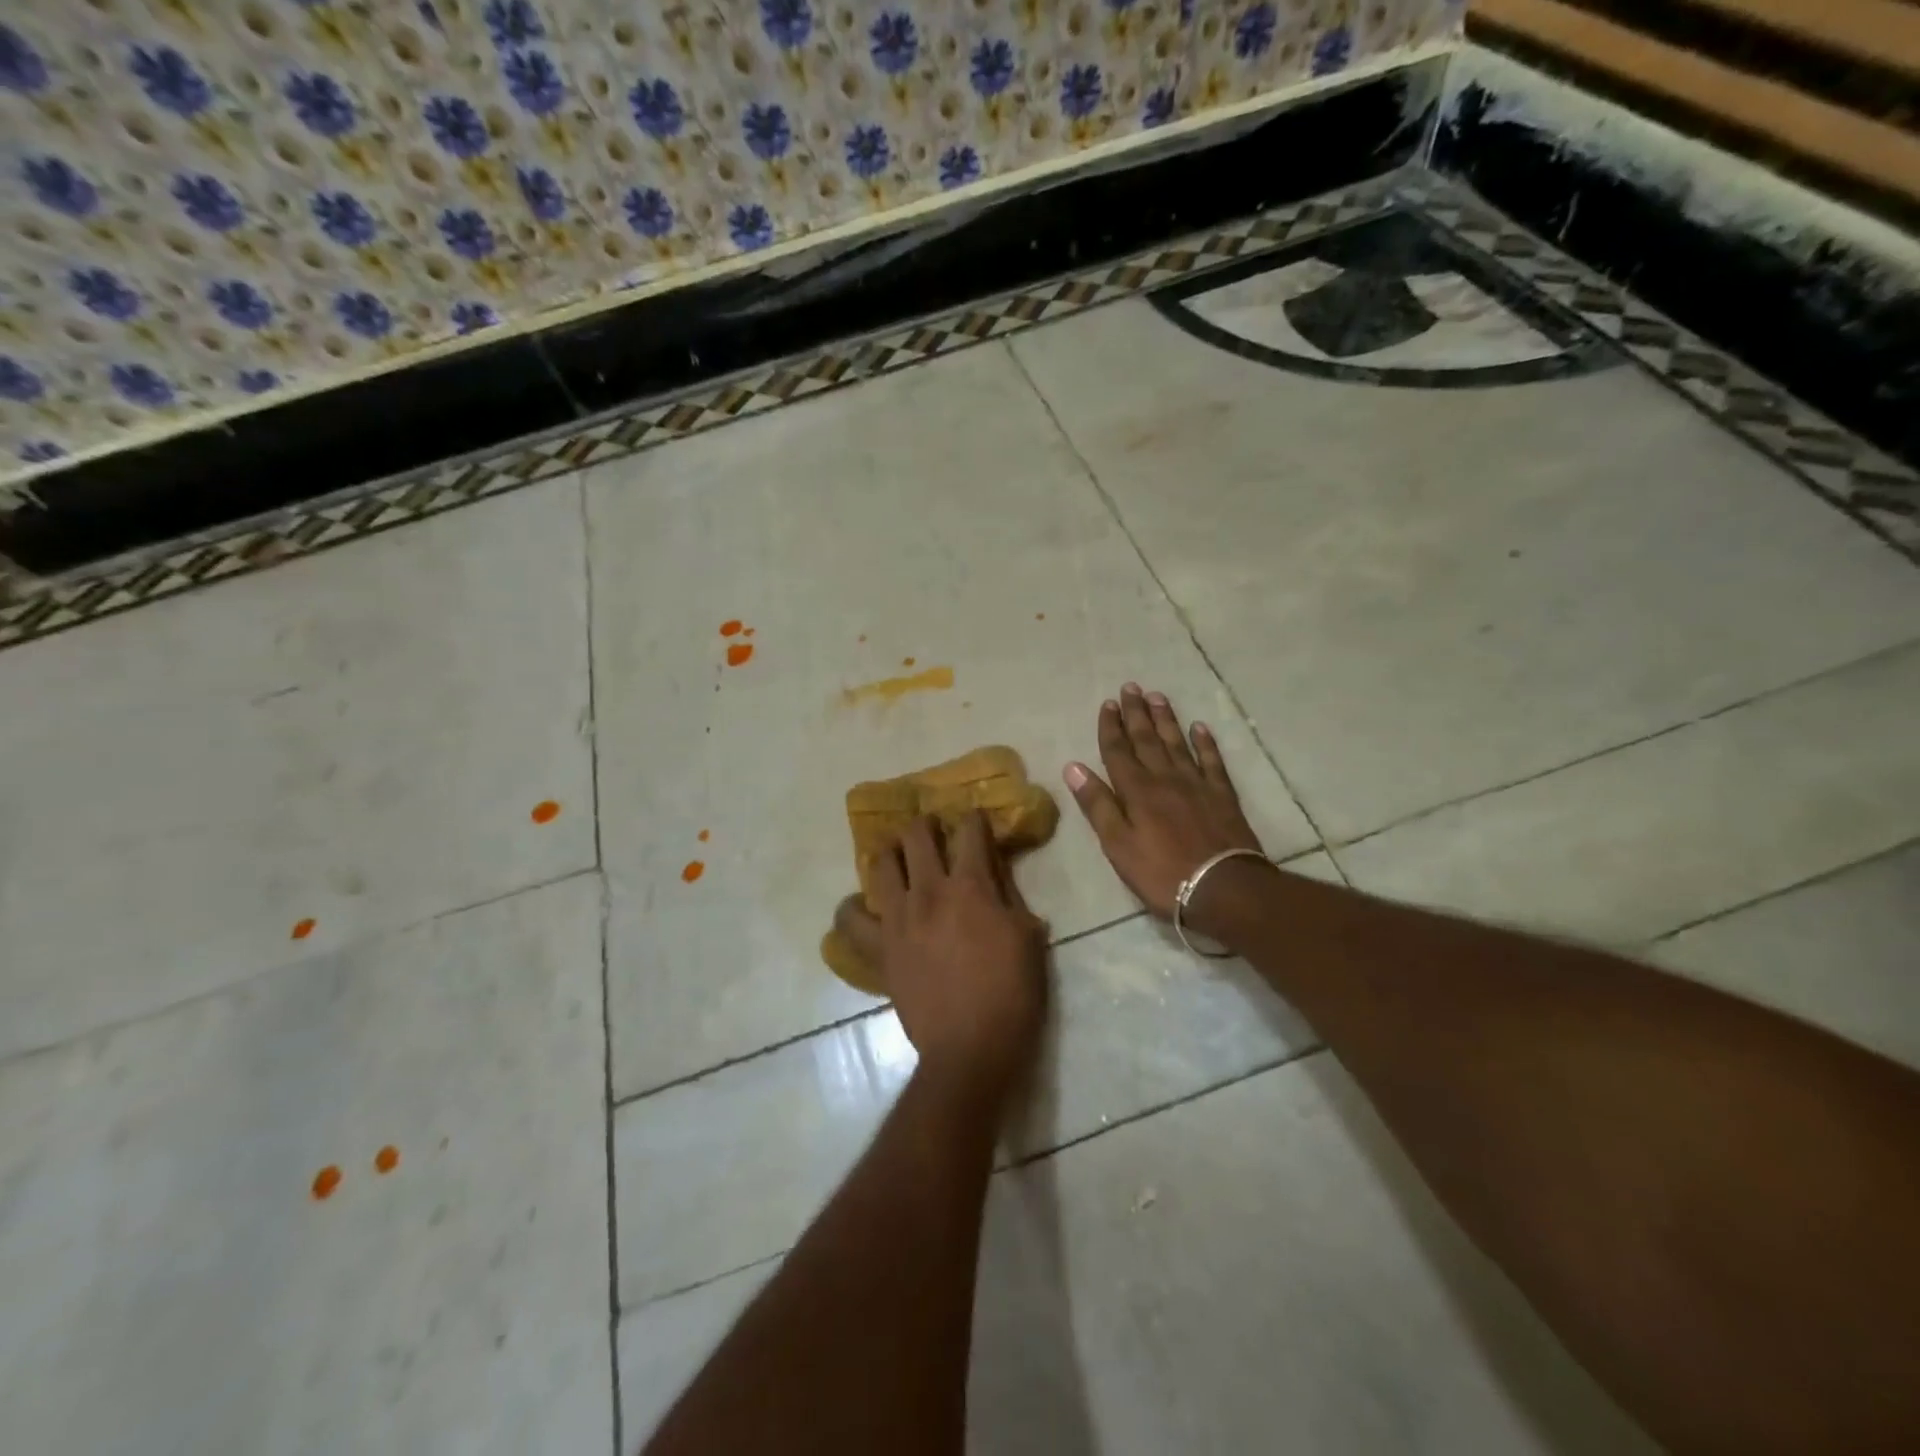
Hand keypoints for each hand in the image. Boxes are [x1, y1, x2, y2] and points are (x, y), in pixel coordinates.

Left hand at [833, 812, 1047, 1106]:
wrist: (970, 1050)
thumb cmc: (1010, 995)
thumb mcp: (1028, 938)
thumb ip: (1008, 897)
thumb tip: (996, 874)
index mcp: (971, 886)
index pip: (970, 830)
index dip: (975, 820)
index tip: (978, 824)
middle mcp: (929, 891)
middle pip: (917, 835)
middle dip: (927, 825)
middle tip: (935, 835)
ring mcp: (897, 918)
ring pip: (880, 863)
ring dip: (891, 854)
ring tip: (900, 861)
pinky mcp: (878, 948)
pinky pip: (850, 919)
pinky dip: (854, 908)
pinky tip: (865, 908)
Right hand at [1063, 683, 1265, 921]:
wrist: (1223, 887)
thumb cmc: (1162, 873)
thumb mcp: (1118, 845)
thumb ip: (1098, 805)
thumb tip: (1074, 767)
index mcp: (1136, 791)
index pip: (1118, 751)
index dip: (1111, 727)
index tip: (1108, 704)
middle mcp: (1165, 778)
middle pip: (1147, 740)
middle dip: (1136, 713)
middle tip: (1131, 688)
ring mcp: (1197, 784)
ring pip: (1177, 743)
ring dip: (1165, 719)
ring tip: (1157, 696)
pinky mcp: (1222, 795)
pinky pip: (1212, 760)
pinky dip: (1205, 742)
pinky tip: (1200, 728)